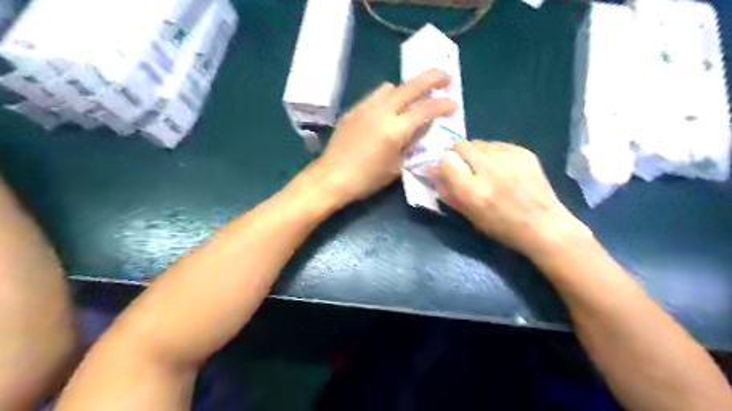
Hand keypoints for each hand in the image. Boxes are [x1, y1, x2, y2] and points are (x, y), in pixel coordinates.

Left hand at [315, 68, 454, 207]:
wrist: (331, 177)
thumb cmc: (366, 179)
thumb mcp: (396, 168)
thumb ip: (411, 147)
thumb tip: (419, 134)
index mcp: (395, 129)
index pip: (425, 109)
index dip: (443, 105)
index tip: (454, 104)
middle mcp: (381, 112)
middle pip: (411, 86)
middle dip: (432, 79)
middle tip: (446, 79)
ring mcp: (365, 108)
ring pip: (390, 87)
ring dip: (406, 89)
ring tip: (411, 100)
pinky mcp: (353, 110)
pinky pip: (375, 96)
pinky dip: (387, 98)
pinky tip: (386, 112)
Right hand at [430, 141, 590, 259]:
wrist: (542, 224)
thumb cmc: (500, 226)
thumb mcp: (468, 214)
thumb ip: (447, 190)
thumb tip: (431, 169)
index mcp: (473, 191)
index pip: (447, 160)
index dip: (445, 165)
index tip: (450, 172)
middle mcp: (489, 170)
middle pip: (461, 145)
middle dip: (459, 155)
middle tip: (466, 168)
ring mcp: (509, 158)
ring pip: (479, 142)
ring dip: (476, 153)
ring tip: (486, 169)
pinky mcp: (523, 151)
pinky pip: (497, 144)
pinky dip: (493, 153)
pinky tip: (502, 168)